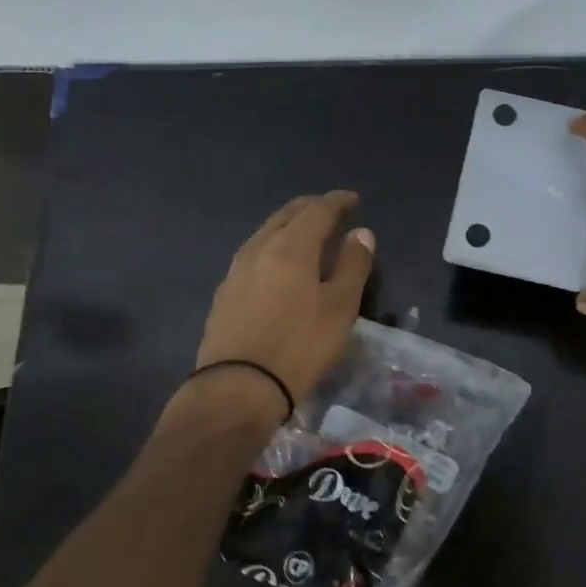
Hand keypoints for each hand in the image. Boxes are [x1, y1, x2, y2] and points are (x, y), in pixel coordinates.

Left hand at [195, 190, 375, 408]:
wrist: (237, 387)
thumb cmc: (299, 346)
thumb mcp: (340, 307)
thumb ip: (353, 265)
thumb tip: (361, 233)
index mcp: (291, 247)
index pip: (318, 211)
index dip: (337, 202)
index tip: (353, 199)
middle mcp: (259, 249)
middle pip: (286, 215)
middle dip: (310, 207)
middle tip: (330, 209)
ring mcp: (236, 270)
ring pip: (265, 233)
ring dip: (288, 226)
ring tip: (305, 233)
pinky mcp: (224, 293)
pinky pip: (253, 254)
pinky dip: (272, 247)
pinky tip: (276, 264)